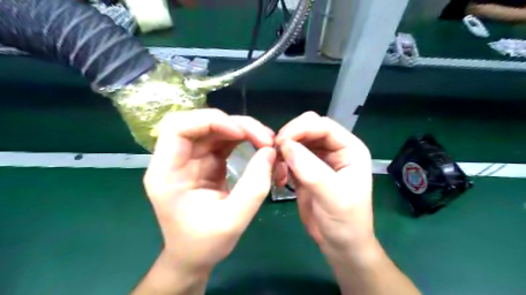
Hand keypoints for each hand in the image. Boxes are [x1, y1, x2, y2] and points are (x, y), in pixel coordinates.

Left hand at [141, 109, 276, 273]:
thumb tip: (270, 152)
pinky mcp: (206, 161)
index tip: (239, 134)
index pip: (178, 127)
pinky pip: (225, 140)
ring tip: (267, 142)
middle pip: (202, 123)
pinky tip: (259, 146)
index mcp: (167, 172)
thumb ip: (254, 186)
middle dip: (236, 125)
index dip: (209, 121)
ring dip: (244, 130)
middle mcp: (176, 159)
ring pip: (217, 128)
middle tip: (265, 139)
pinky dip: (244, 139)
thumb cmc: (204, 244)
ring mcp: (192, 158)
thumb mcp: (233, 220)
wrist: (194, 257)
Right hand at [276, 111, 373, 256]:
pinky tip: (278, 177)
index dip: (301, 128)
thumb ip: (310, 170)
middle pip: (308, 128)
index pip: (323, 125)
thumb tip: (285, 145)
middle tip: (274, 152)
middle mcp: (335, 149)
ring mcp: (319, 159)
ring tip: (276, 169)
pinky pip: (289, 157)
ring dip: (283, 151)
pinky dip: (280, 163)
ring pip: (296, 141)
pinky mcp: (305, 170)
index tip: (280, 142)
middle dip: (290, 137)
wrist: (340, 245)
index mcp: (350, 149)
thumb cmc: (345, 222)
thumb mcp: (333, 197)